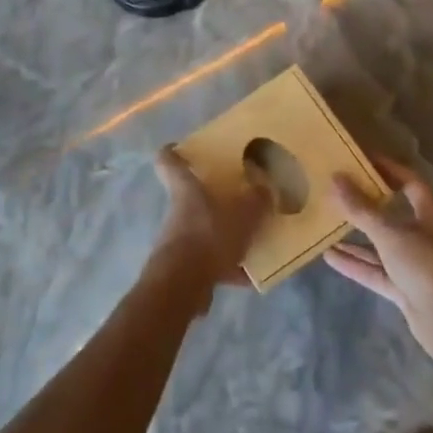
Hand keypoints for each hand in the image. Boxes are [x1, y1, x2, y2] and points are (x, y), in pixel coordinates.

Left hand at [147, 146, 263, 296]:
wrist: (182, 286)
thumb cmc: (209, 236)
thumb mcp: (243, 214)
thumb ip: (257, 200)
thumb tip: (265, 188)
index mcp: (185, 188)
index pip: (168, 160)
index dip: (172, 151)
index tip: (181, 147)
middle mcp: (178, 211)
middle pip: (190, 196)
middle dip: (212, 196)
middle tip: (238, 195)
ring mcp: (178, 240)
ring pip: (203, 229)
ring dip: (224, 234)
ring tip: (252, 238)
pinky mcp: (184, 268)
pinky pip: (209, 261)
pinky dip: (228, 266)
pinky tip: (250, 275)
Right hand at [324, 155, 432, 366]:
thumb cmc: (426, 266)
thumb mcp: (389, 233)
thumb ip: (361, 208)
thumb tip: (335, 178)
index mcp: (431, 214)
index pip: (410, 182)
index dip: (388, 169)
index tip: (361, 160)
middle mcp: (425, 235)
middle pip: (393, 213)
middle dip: (366, 204)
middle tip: (338, 190)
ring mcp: (416, 264)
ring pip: (382, 244)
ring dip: (357, 236)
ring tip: (327, 222)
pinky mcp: (406, 288)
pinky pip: (377, 270)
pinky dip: (357, 264)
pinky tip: (330, 256)